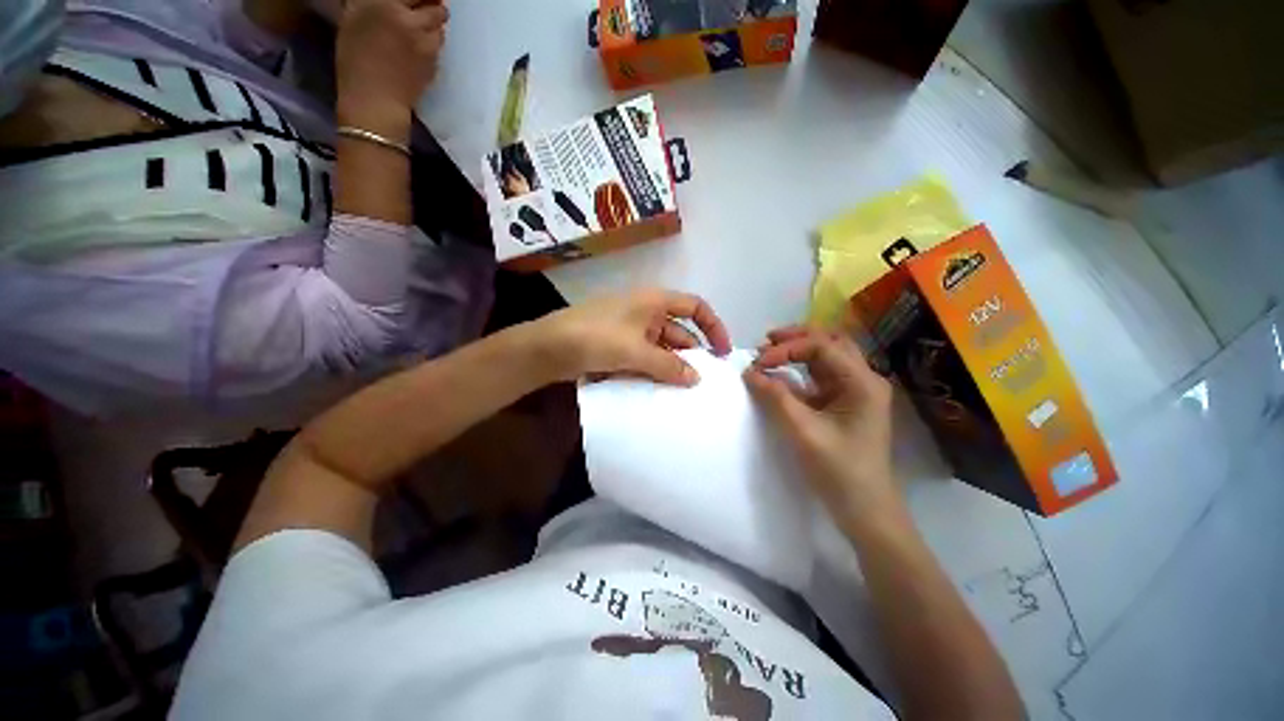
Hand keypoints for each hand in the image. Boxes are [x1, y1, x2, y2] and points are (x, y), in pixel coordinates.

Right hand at [335, 0, 448, 139]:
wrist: (375, 99)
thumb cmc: (355, 58)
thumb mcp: (353, 17)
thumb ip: (372, 2)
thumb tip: (389, 0)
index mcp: (385, 3)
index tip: (414, 2)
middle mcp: (410, 19)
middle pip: (436, 5)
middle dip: (432, 5)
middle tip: (421, 12)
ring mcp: (426, 42)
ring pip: (441, 25)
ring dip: (434, 25)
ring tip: (420, 31)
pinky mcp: (436, 61)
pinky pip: (439, 45)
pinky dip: (433, 42)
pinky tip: (420, 49)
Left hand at [536, 289, 731, 385]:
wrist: (548, 347)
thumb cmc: (596, 338)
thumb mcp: (636, 352)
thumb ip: (669, 366)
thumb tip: (696, 379)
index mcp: (654, 301)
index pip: (695, 307)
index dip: (713, 326)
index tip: (722, 352)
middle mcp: (646, 311)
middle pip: (678, 331)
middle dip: (691, 355)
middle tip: (701, 382)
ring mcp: (631, 328)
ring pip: (661, 347)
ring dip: (670, 366)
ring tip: (681, 391)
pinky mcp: (618, 344)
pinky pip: (644, 356)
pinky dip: (652, 369)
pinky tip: (657, 388)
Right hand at [744, 328, 901, 528]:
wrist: (865, 509)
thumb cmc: (839, 471)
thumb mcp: (803, 431)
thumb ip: (775, 397)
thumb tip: (750, 372)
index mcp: (863, 382)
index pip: (822, 346)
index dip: (787, 348)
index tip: (758, 362)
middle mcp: (863, 379)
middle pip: (830, 341)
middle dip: (797, 338)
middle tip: (766, 342)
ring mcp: (855, 390)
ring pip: (826, 355)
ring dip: (798, 350)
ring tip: (770, 352)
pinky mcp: (844, 402)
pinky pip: (820, 375)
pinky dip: (799, 369)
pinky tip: (780, 373)